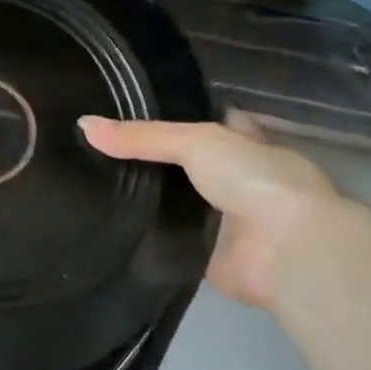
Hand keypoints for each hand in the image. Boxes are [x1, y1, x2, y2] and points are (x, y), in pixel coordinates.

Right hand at [80, 111, 346, 311]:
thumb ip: (141, 137)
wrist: (288, 250)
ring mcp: (221, 220)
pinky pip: (166, 241)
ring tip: (86, 184)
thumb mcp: (195, 141)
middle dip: (146, 161)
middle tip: (91, 152)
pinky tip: (104, 225)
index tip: (123, 113)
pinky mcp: (205, 256)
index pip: (203, 123)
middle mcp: (233, 180)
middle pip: (182, 165)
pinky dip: (142, 237)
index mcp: (242, 143)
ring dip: (143, 200)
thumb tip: (82, 125)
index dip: (170, 117)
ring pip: (172, 203)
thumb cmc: (255, 180)